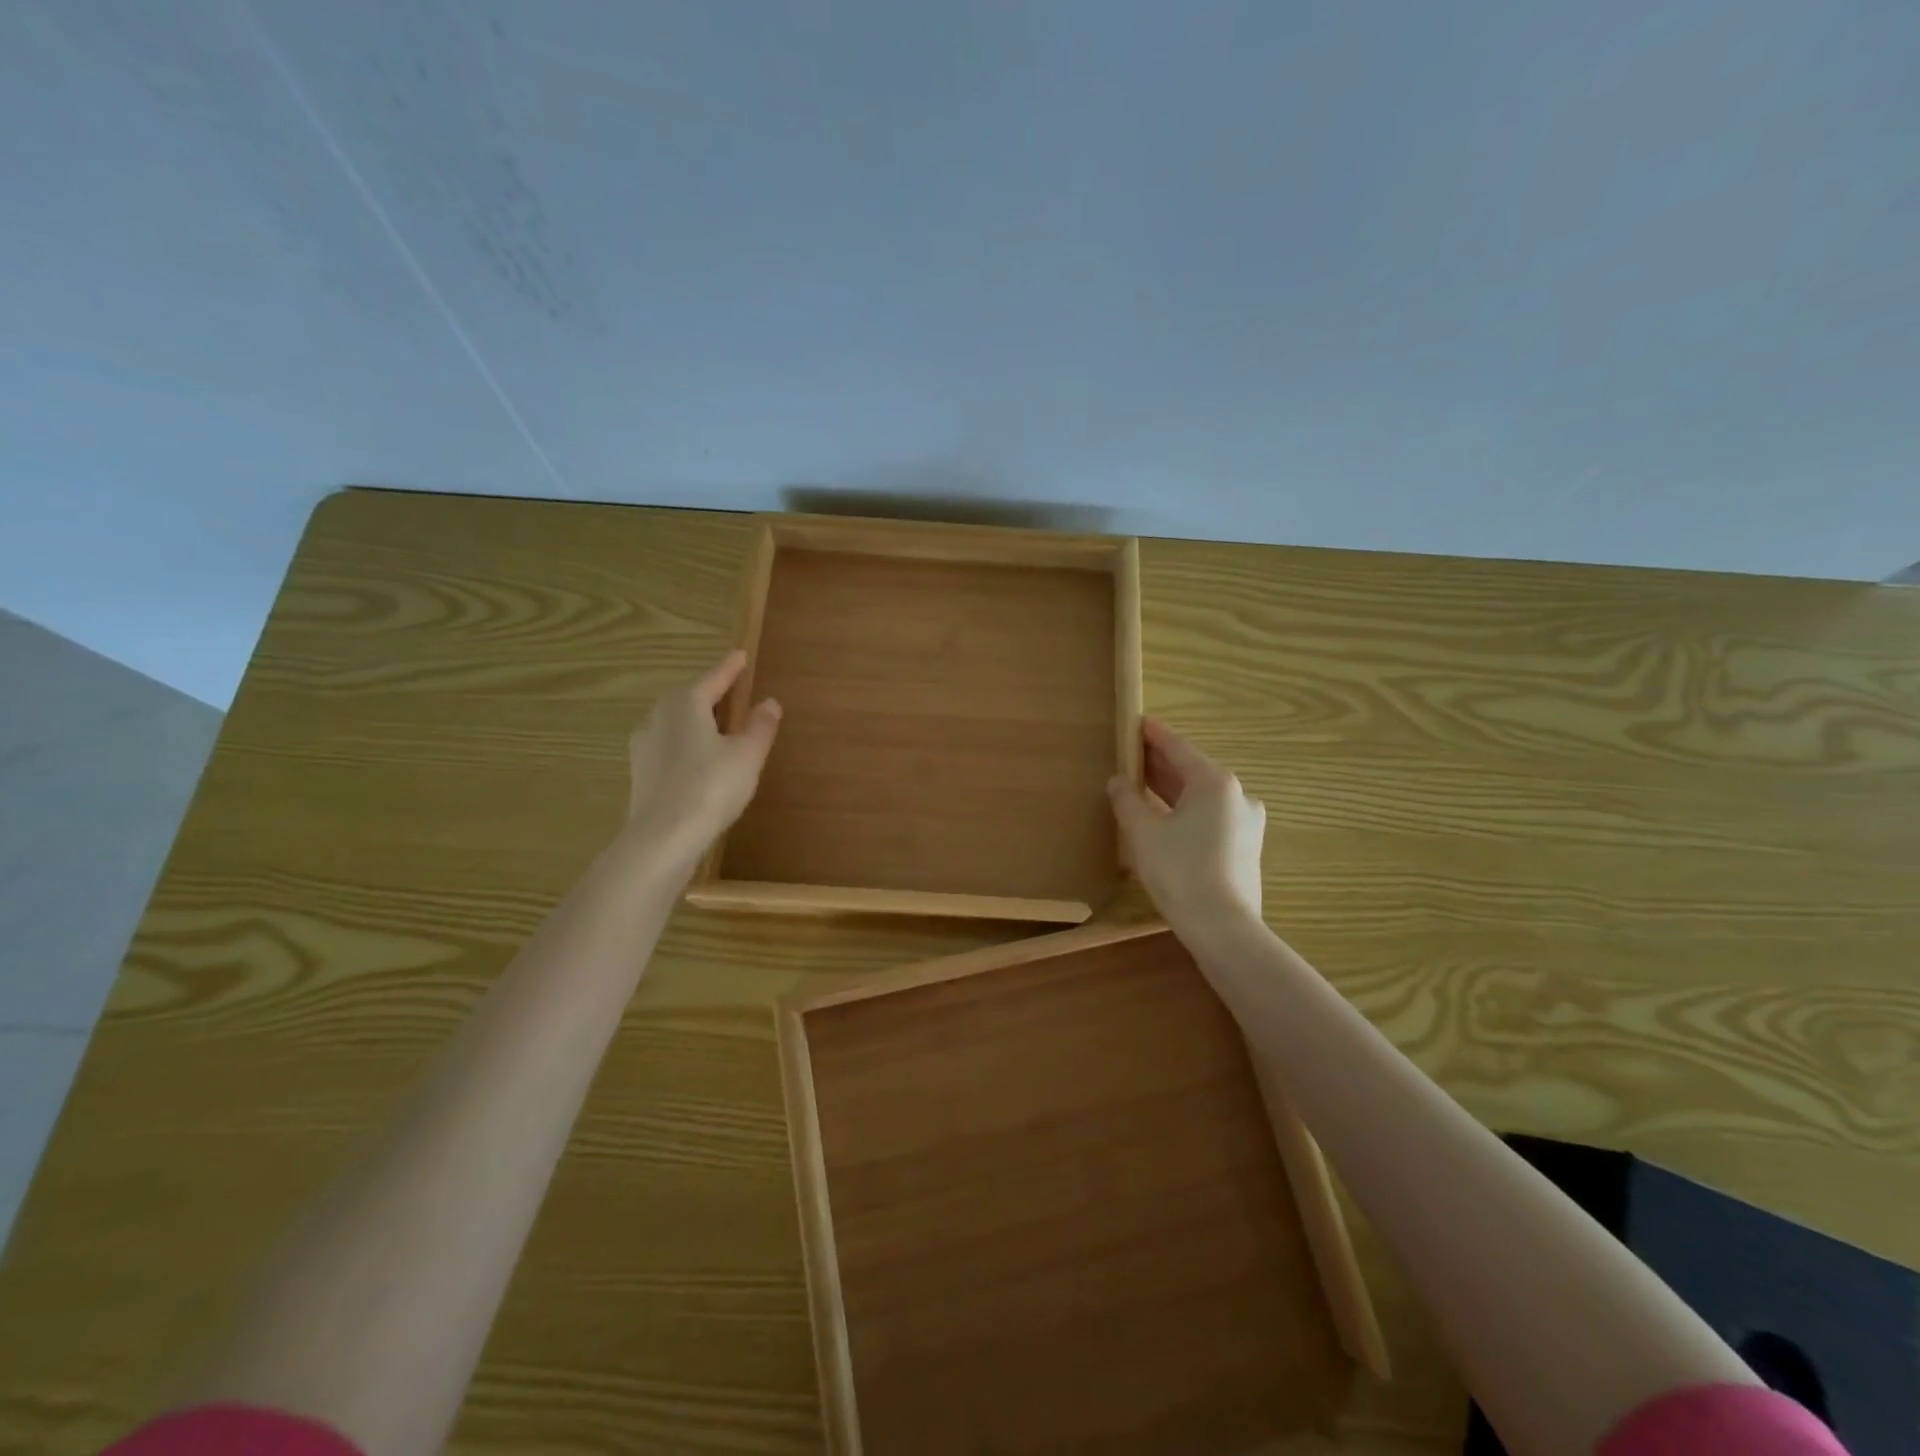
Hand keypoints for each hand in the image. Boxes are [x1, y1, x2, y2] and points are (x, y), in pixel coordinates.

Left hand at [625, 650, 781, 862]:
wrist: (663, 837)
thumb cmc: (711, 787)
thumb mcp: (747, 755)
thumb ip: (760, 726)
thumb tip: (769, 703)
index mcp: (686, 704)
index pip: (713, 678)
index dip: (730, 668)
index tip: (740, 655)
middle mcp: (659, 717)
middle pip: (689, 697)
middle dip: (710, 693)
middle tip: (732, 691)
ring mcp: (645, 745)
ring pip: (676, 722)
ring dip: (697, 720)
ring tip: (718, 727)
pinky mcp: (641, 772)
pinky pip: (669, 746)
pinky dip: (687, 744)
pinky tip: (699, 760)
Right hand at [1108, 718, 1264, 929]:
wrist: (1223, 928)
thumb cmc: (1180, 870)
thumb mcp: (1143, 832)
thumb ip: (1127, 800)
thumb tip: (1118, 782)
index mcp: (1215, 783)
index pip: (1179, 748)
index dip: (1154, 735)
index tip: (1138, 722)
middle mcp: (1238, 796)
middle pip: (1193, 771)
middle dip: (1161, 764)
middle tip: (1133, 755)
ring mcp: (1247, 824)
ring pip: (1202, 797)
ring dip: (1173, 790)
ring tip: (1143, 786)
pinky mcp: (1246, 849)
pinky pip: (1211, 819)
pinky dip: (1186, 812)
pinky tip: (1166, 820)